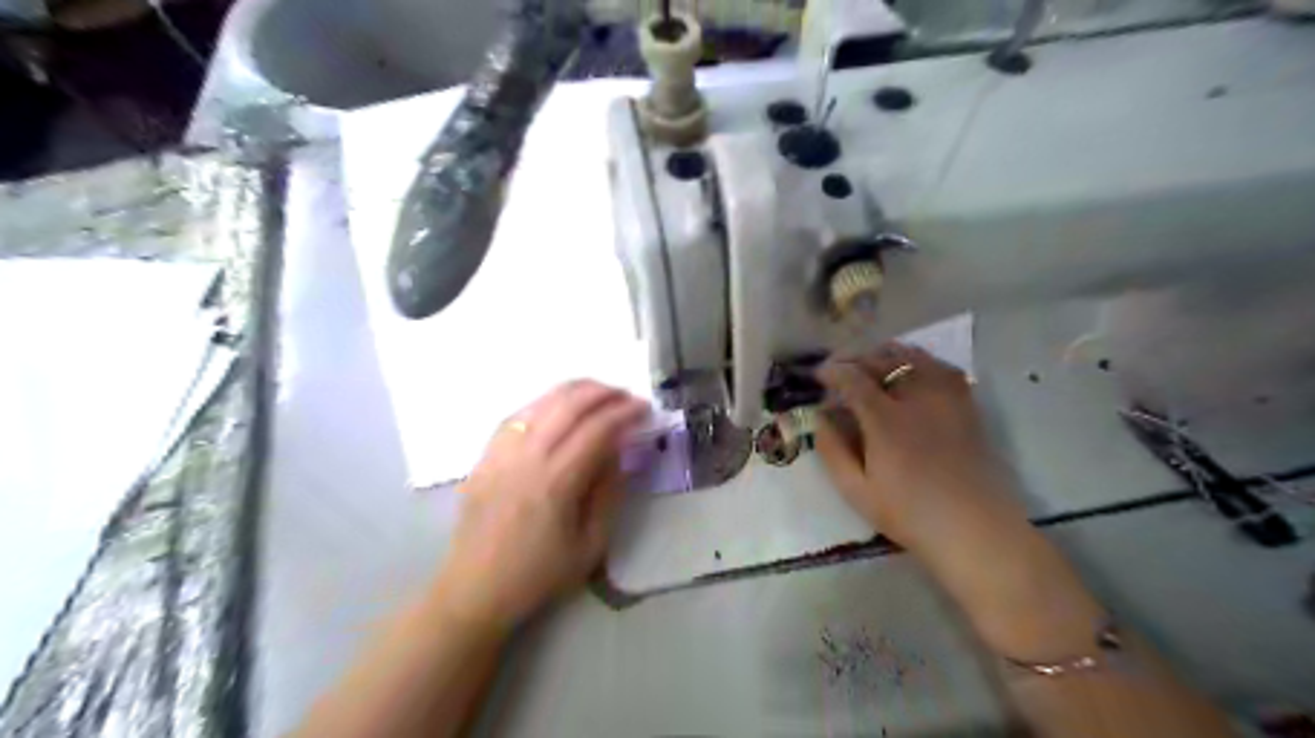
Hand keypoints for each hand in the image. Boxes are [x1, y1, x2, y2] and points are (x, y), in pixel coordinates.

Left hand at [434, 381, 649, 632]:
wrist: (474, 590)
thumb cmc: (538, 575)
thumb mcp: (590, 545)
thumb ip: (608, 494)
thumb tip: (619, 452)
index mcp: (556, 482)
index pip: (597, 430)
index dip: (624, 413)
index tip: (645, 409)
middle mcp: (526, 458)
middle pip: (568, 406)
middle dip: (603, 393)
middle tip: (626, 396)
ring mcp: (500, 454)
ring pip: (540, 403)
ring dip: (573, 391)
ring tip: (598, 392)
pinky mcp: (484, 457)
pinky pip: (515, 416)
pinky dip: (542, 403)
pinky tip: (556, 406)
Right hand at [812, 344, 1027, 555]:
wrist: (976, 530)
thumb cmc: (910, 514)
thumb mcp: (856, 491)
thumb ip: (832, 450)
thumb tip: (820, 416)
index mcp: (885, 420)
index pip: (853, 378)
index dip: (832, 371)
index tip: (818, 375)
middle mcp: (917, 398)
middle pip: (882, 360)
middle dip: (856, 358)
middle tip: (841, 368)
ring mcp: (947, 398)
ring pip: (914, 356)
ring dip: (886, 354)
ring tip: (871, 364)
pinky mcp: (967, 405)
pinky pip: (941, 367)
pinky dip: (919, 361)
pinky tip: (910, 373)